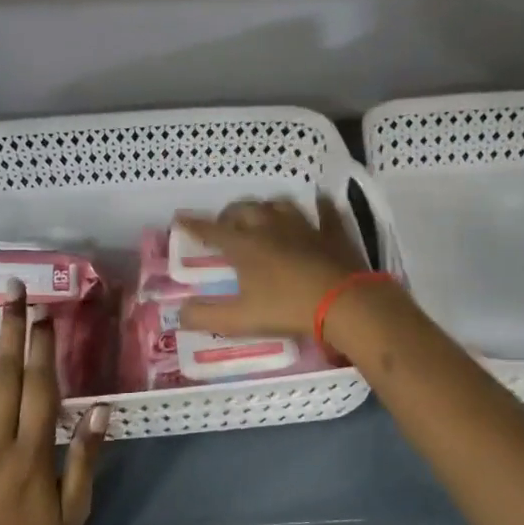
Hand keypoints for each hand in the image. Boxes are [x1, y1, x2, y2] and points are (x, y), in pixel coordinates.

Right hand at [175, 196, 368, 338]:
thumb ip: (207, 316)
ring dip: (266, 207)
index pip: (212, 231)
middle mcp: (270, 228)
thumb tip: (181, 313)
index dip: (194, 225)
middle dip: (230, 214)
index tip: (179, 219)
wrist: (344, 303)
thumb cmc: (288, 309)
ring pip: (279, 205)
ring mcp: (304, 227)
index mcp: (245, 246)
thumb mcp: (241, 319)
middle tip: (225, 225)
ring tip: (262, 216)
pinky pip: (324, 211)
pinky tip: (318, 205)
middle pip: (244, 209)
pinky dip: (318, 206)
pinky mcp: (332, 233)